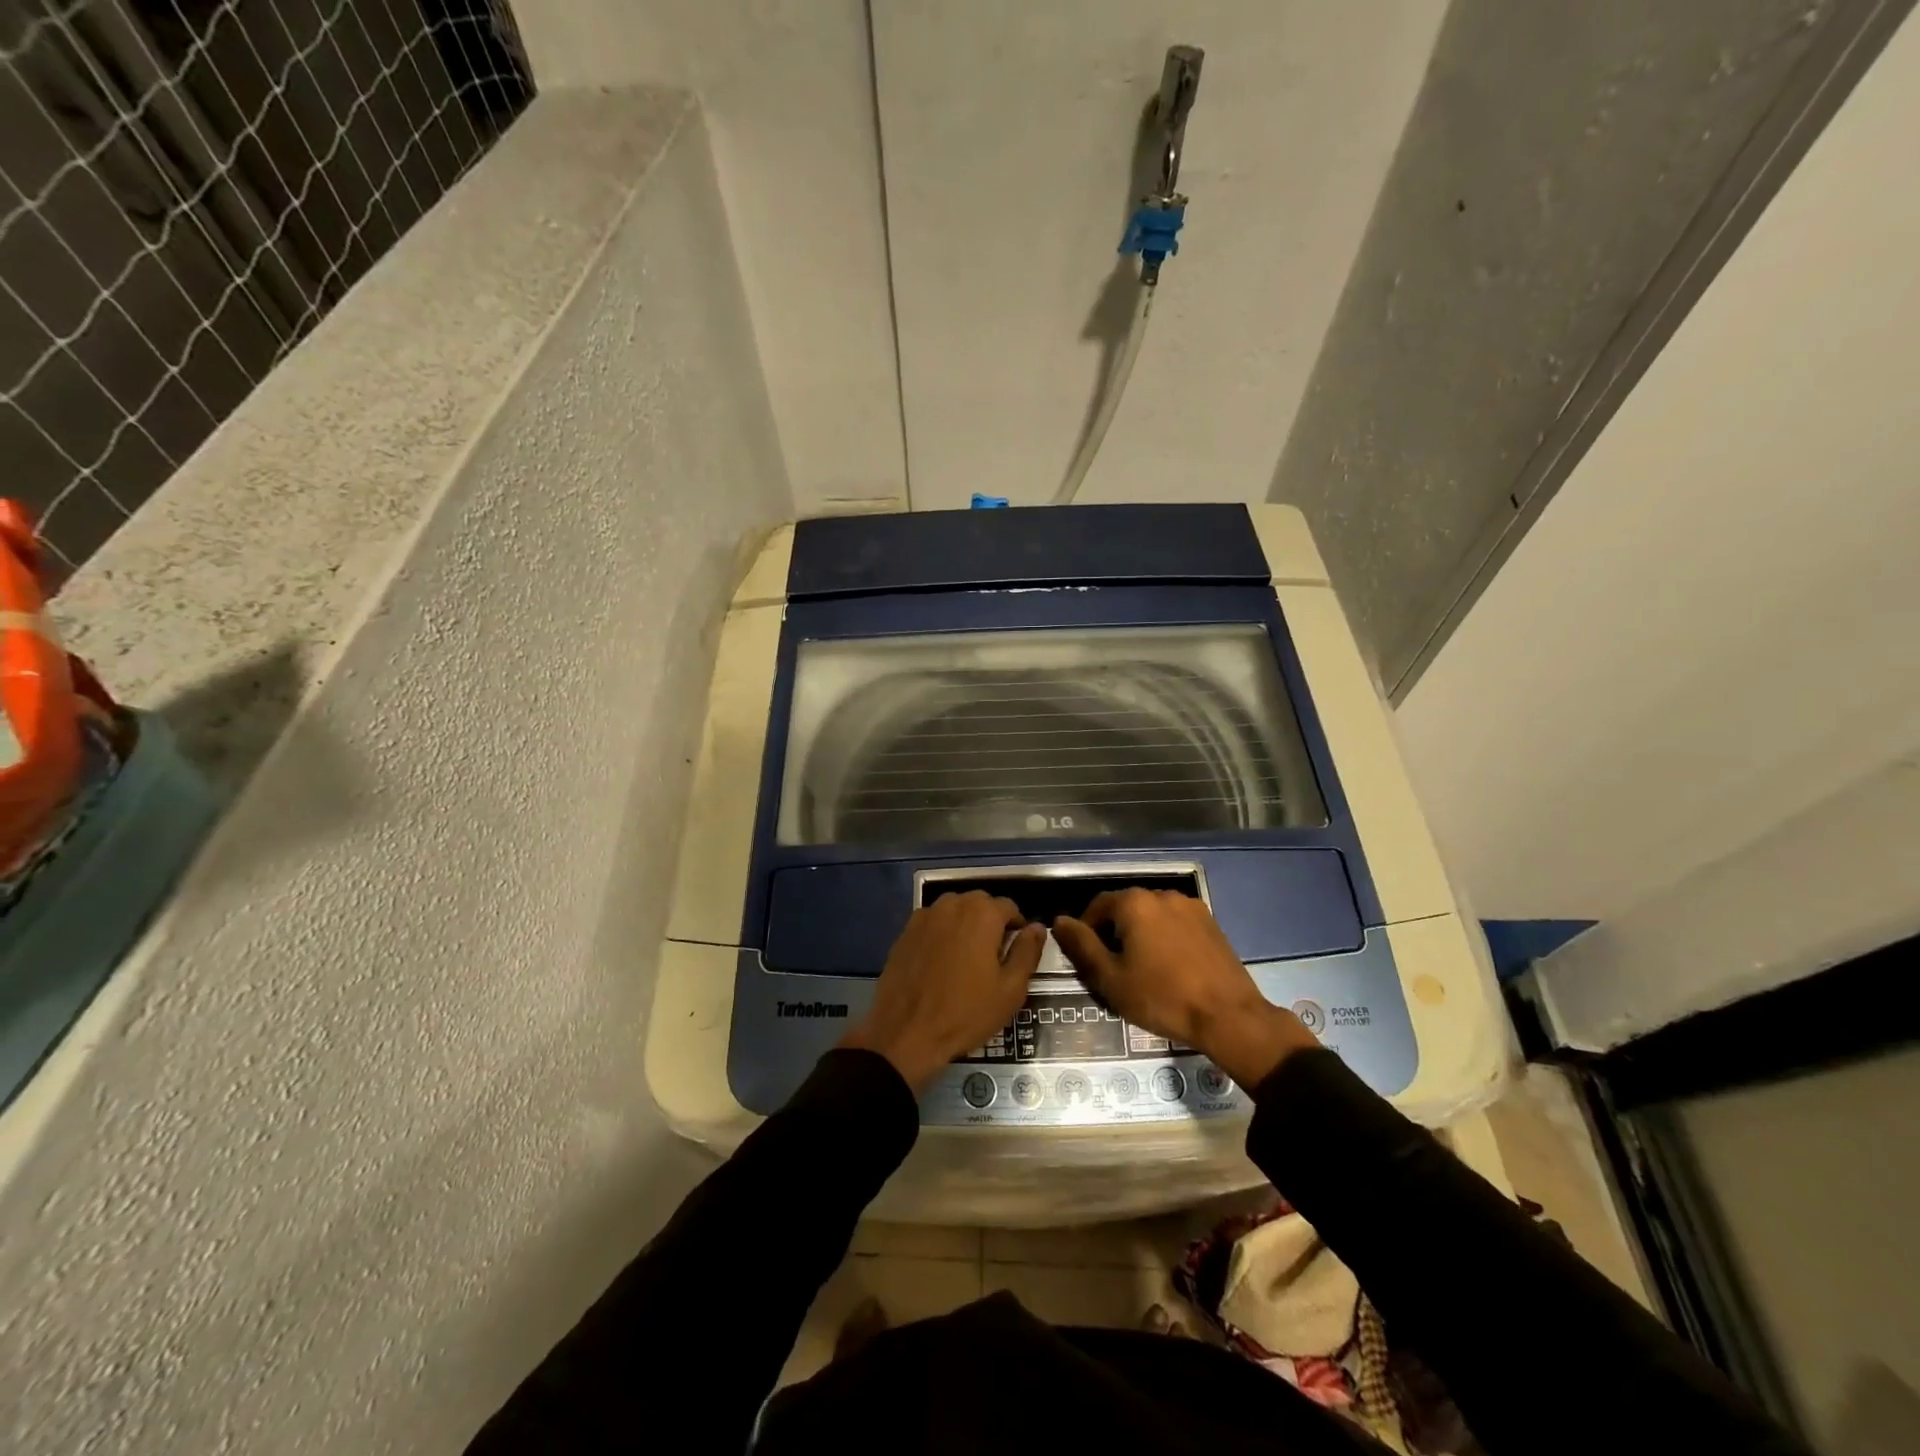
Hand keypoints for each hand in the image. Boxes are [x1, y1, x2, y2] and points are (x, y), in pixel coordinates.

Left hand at [840, 891, 1046, 1091]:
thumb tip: (1038, 928)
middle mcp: (952, 904)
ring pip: (955, 911)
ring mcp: (925, 915)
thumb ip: (1027, 952)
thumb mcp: (1010, 989)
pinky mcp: (905, 931)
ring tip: (967, 959)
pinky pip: (933, 923)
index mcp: (982, 913)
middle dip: (991, 923)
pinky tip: (941, 962)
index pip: (1009, 907)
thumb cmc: (965, 1013)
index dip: (1017, 928)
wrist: (905, 1032)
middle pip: (980, 904)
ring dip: (965, 925)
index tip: (1017, 952)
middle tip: (993, 958)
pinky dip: (942, 934)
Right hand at [1052, 890, 1319, 1089]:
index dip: (1086, 930)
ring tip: (1142, 967)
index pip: (1097, 906)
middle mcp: (1161, 894)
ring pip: (1152, 915)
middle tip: (1112, 966)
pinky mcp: (1211, 922)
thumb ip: (1082, 946)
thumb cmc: (1162, 997)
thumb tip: (1059, 921)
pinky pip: (1175, 923)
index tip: (1087, 958)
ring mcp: (1190, 906)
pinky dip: (1165, 937)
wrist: (1228, 1016)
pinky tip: (1169, 966)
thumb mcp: (1110, 978)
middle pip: (1125, 908)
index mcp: (1134, 903)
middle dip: (1114, 931)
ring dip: (1141, 934)